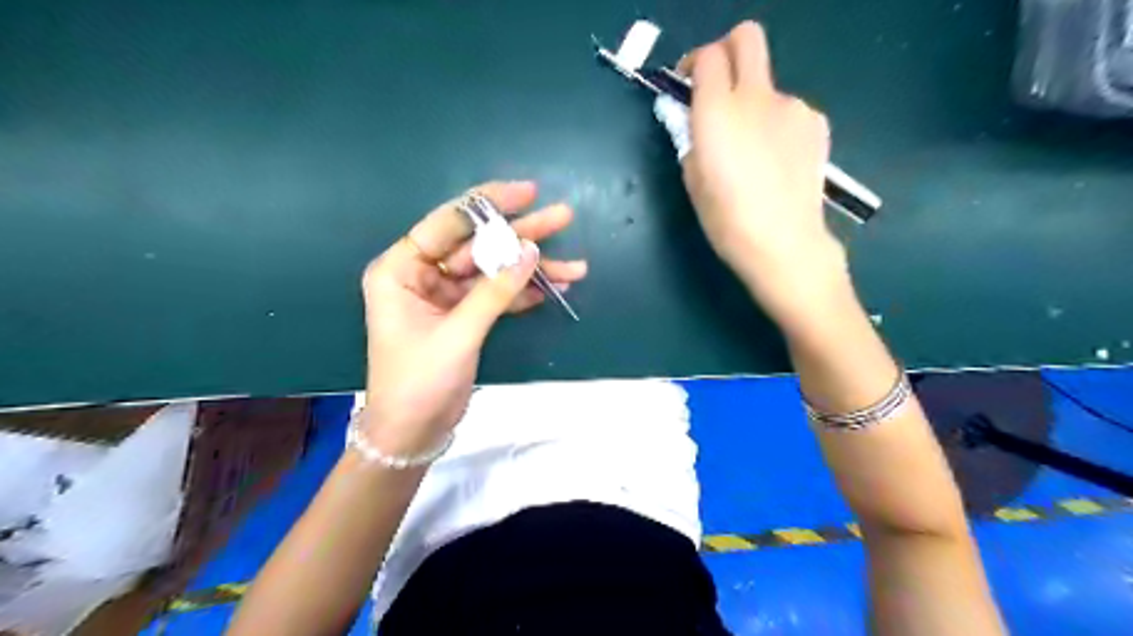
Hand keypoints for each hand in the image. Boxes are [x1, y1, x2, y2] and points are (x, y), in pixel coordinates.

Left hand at [361, 182, 592, 456]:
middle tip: (563, 216)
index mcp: (401, 269)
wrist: (412, 433)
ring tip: (576, 266)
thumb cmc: (420, 382)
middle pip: (478, 245)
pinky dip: (523, 293)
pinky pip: (496, 296)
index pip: (447, 224)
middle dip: (522, 235)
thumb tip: (531, 251)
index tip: (528, 192)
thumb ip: (495, 291)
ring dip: (532, 269)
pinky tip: (554, 288)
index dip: (489, 204)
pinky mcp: (463, 317)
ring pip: (493, 271)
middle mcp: (422, 274)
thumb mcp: (458, 333)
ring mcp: (444, 296)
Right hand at [681, 22, 848, 325]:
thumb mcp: (693, 180)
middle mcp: (757, 96)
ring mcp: (793, 106)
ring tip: (751, 150)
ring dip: (753, 102)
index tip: (689, 85)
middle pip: (747, 38)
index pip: (709, 56)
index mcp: (718, 111)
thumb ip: (690, 137)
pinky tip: (775, 160)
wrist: (784, 243)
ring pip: (768, 84)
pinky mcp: (816, 122)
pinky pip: (788, 110)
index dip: (695, 64)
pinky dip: (776, 123)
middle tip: (717, 86)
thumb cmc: (727, 220)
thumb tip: (690, 116)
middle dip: (727, 51)